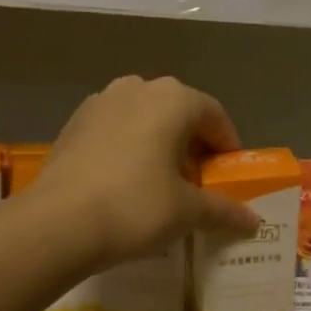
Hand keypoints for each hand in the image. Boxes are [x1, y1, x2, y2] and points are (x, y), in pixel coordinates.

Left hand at [35, 76, 258, 267]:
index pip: (214, 114)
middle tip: (197, 181)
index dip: (227, 145)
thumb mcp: (187, 212)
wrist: (57, 222)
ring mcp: (99, 102)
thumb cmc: (135, 207)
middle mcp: (137, 88)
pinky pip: (114, 130)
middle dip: (192, 143)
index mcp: (173, 98)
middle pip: (178, 112)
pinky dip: (127, 148)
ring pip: (143, 118)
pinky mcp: (73, 123)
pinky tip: (123, 182)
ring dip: (158, 143)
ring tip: (160, 181)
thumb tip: (253, 221)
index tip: (229, 174)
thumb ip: (223, 210)